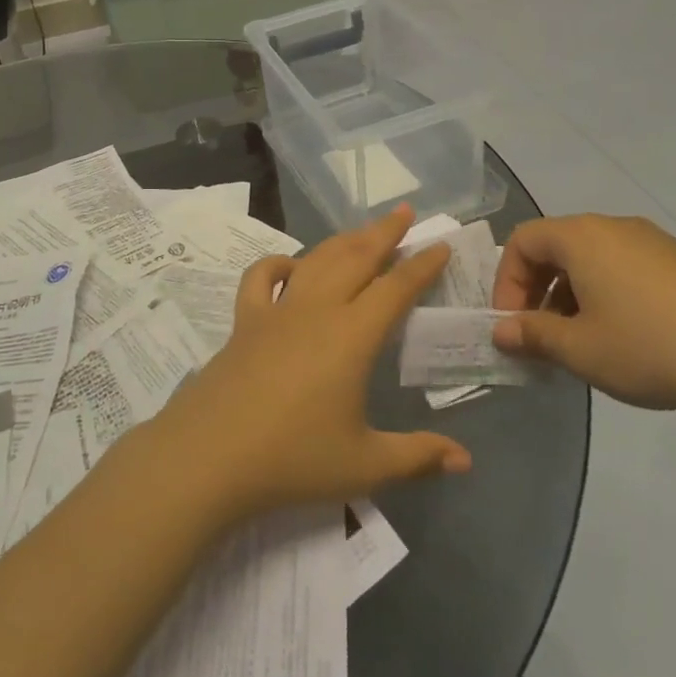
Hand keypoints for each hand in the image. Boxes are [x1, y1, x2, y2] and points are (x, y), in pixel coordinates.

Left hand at [150, 207, 471, 523]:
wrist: (209, 457)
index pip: (396, 288)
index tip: (441, 244)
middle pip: (356, 258)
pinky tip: (290, 267)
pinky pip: (260, 278)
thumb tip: (466, 461)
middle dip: (384, 232)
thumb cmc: (292, 459)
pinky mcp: (244, 321)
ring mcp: (276, 311)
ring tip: (361, 231)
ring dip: (342, 241)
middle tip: (404, 211)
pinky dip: (277, 264)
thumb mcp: (364, 465)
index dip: (421, 265)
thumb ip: (418, 458)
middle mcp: (317, 310)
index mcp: (352, 336)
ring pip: (315, 260)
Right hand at [490, 215, 675, 415]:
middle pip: (555, 247)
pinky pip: (623, 268)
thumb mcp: (581, 350)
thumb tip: (501, 331)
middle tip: (540, 337)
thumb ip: (533, 335)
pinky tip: (623, 337)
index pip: (522, 242)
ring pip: (590, 260)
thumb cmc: (653, 348)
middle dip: (537, 291)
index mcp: (582, 237)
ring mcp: (651, 241)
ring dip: (570, 296)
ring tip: (581, 343)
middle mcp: (613, 227)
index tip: (512, 325)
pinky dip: (604, 294)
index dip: (506, 282)